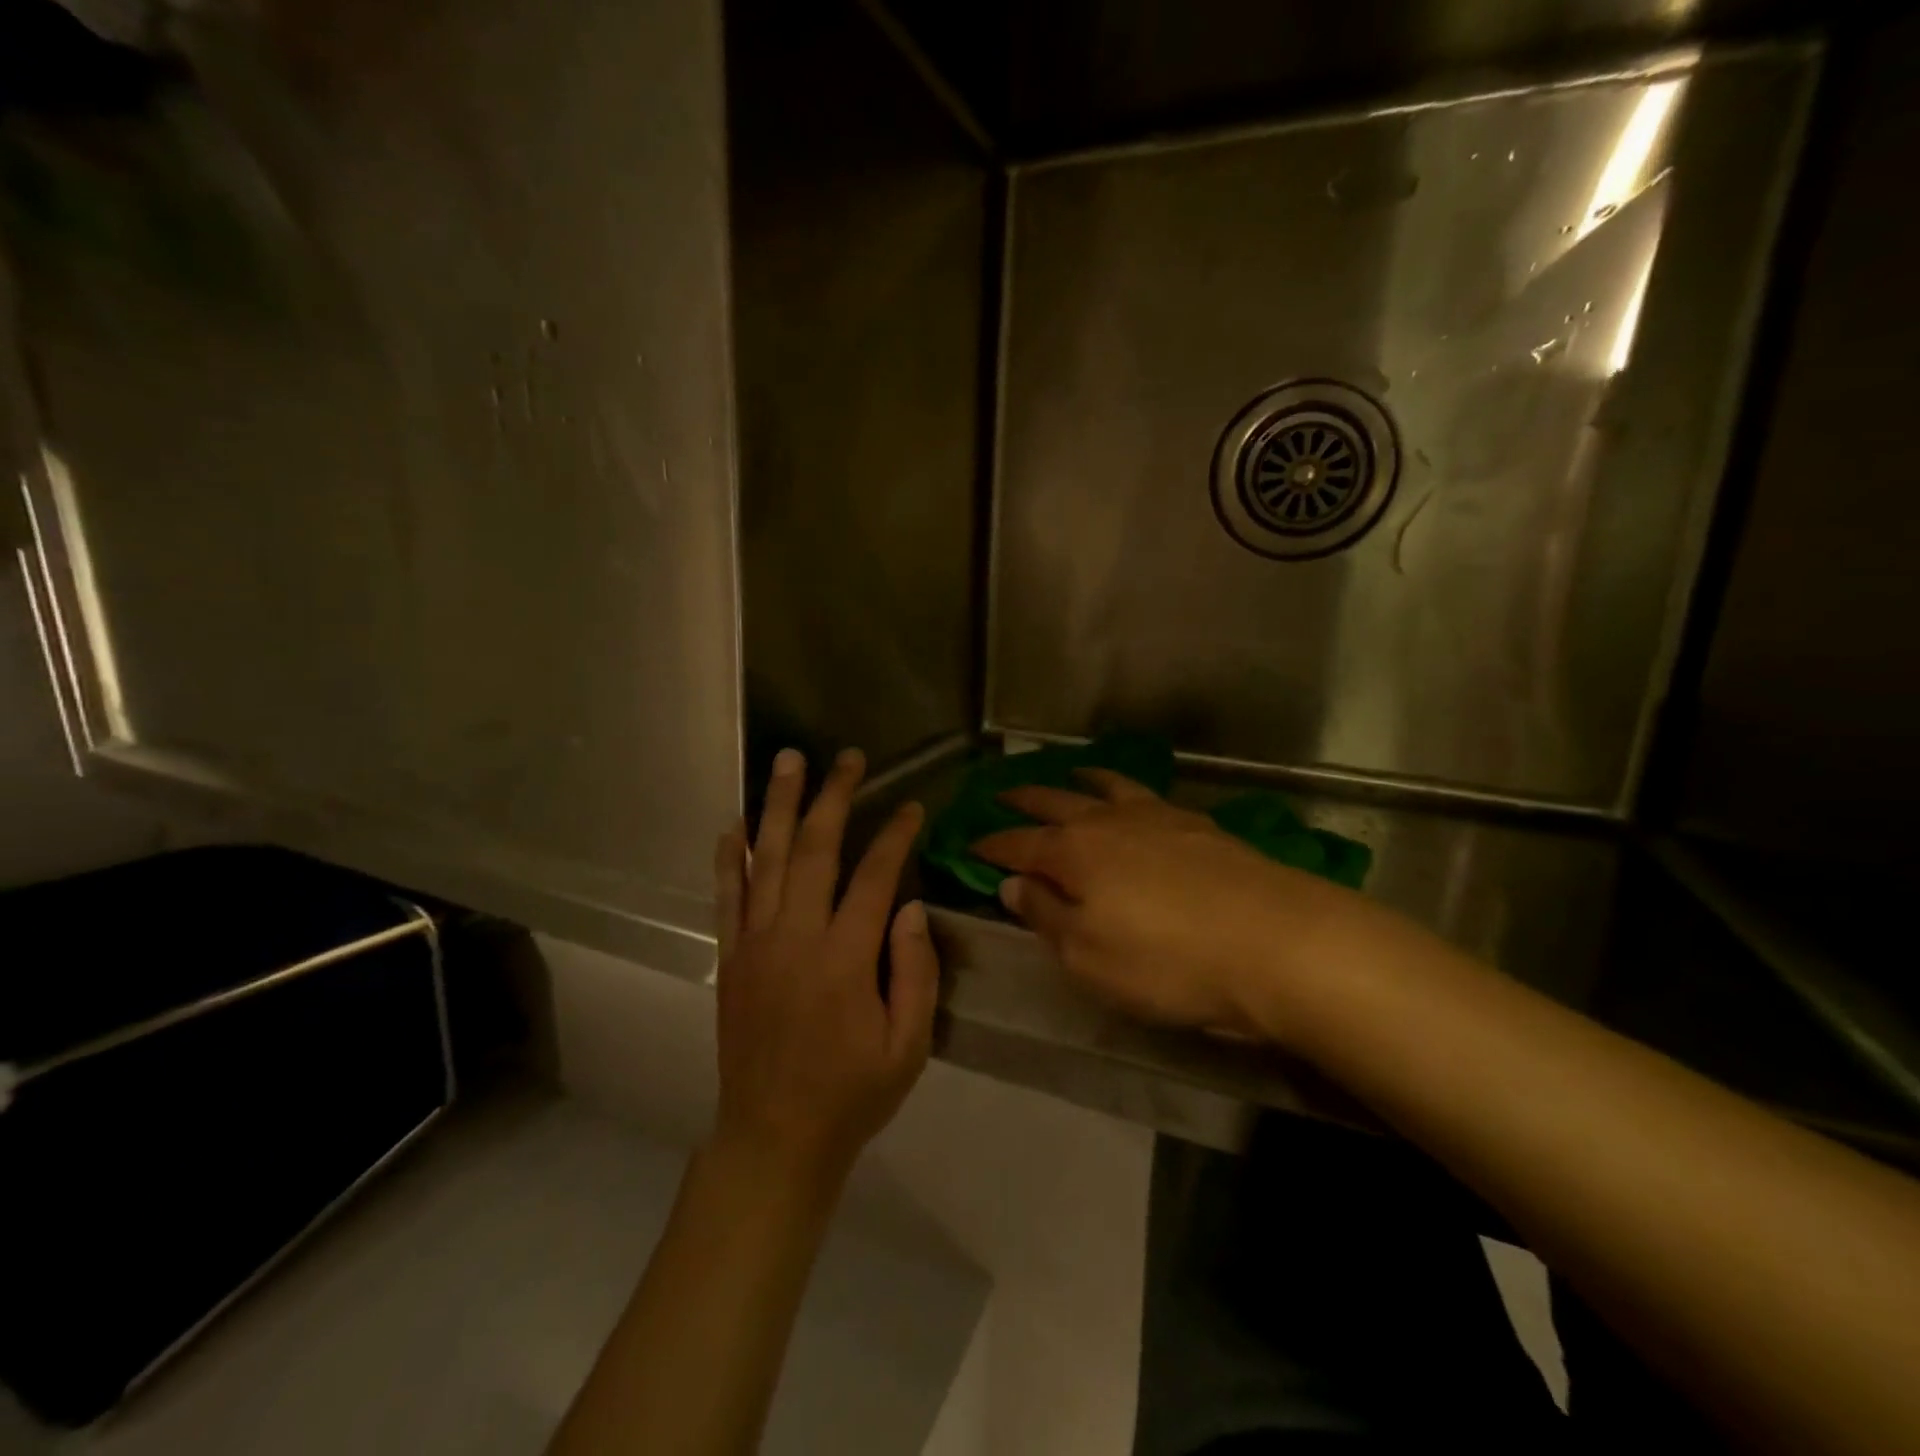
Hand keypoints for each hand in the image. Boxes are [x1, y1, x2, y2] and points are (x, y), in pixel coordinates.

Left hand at [712, 748, 939, 1188]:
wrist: (774, 1138)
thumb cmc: (852, 1093)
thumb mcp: (908, 1045)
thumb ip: (915, 972)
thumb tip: (909, 906)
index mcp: (844, 958)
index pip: (874, 876)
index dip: (895, 835)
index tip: (911, 806)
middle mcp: (795, 937)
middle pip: (814, 849)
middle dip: (833, 796)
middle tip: (848, 758)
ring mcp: (755, 944)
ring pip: (766, 859)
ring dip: (778, 805)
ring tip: (788, 761)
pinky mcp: (730, 958)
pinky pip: (727, 896)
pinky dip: (729, 857)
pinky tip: (732, 824)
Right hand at [973, 770, 1364, 1036]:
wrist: (1276, 942)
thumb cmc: (1167, 961)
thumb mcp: (1089, 956)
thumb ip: (1047, 916)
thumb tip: (1013, 885)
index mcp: (1074, 853)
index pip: (1019, 845)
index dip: (992, 845)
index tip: (969, 843)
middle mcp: (1109, 822)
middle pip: (1056, 803)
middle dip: (1025, 800)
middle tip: (1003, 794)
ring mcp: (1158, 817)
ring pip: (1107, 788)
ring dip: (1081, 781)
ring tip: (1071, 773)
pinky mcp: (1199, 826)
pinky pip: (1149, 796)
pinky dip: (1128, 791)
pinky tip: (1136, 802)